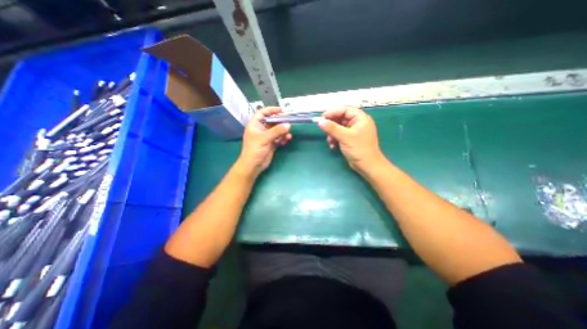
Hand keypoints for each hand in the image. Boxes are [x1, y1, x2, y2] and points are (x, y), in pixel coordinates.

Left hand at [236, 106, 291, 176]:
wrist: (253, 165)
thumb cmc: (255, 149)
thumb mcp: (265, 138)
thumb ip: (276, 131)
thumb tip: (288, 125)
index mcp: (255, 124)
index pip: (262, 113)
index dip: (271, 110)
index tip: (281, 110)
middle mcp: (261, 129)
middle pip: (272, 122)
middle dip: (280, 122)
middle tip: (289, 123)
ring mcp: (267, 137)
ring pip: (277, 130)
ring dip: (283, 132)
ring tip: (288, 135)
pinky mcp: (271, 143)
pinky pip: (279, 138)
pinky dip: (283, 138)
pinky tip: (286, 140)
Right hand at [317, 106, 385, 174]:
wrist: (367, 166)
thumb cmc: (359, 149)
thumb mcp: (345, 137)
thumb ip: (332, 128)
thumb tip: (320, 122)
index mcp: (360, 118)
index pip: (345, 110)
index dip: (333, 112)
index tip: (322, 117)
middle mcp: (357, 123)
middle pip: (341, 118)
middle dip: (332, 124)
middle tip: (323, 128)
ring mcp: (353, 131)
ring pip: (339, 127)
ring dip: (332, 133)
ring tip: (329, 140)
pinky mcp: (350, 139)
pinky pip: (340, 135)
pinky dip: (335, 139)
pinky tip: (332, 146)